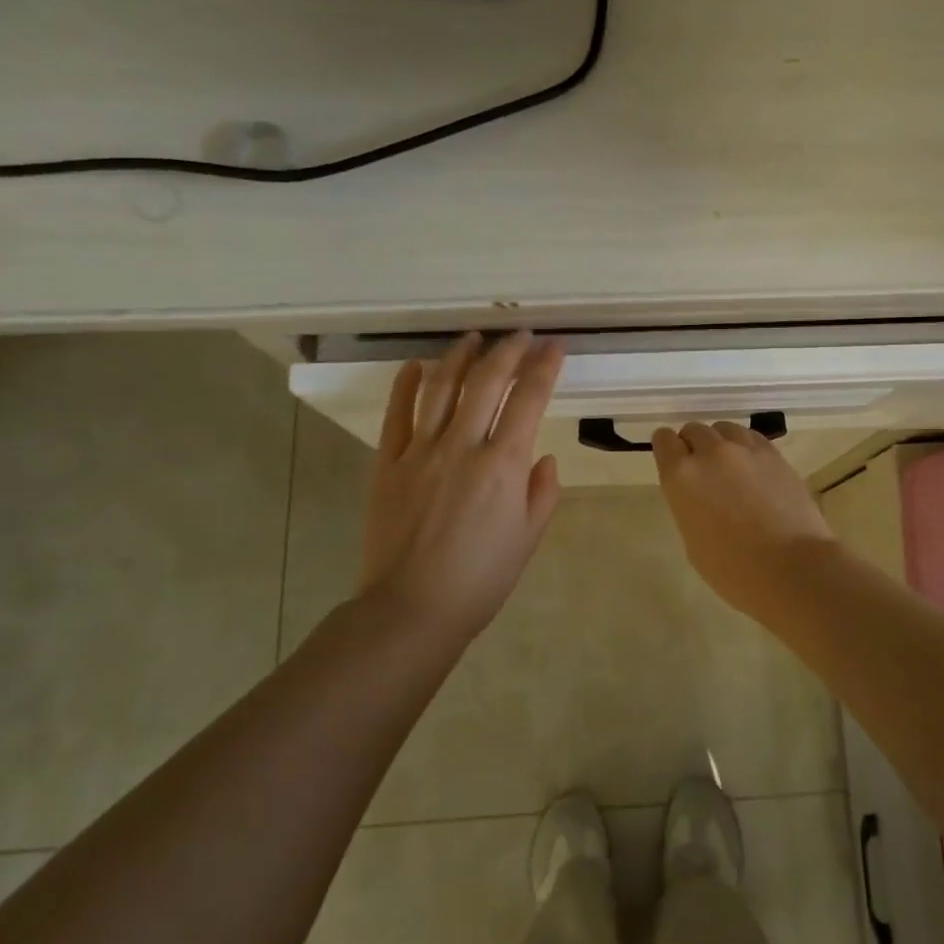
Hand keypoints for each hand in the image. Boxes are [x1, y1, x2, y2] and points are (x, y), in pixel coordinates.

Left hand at [357, 332, 564, 640]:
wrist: (412, 609)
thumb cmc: (480, 579)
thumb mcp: (528, 538)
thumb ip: (542, 492)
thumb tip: (541, 458)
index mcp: (503, 464)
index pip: (529, 399)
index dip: (545, 366)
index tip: (555, 346)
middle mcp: (463, 446)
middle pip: (487, 381)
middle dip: (508, 350)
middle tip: (520, 335)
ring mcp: (420, 451)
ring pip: (441, 387)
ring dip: (460, 356)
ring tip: (473, 337)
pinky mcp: (388, 463)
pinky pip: (397, 414)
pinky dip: (406, 385)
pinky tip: (416, 366)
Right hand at [651, 420, 839, 616]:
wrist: (792, 568)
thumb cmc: (733, 569)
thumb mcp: (693, 540)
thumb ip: (689, 504)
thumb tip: (699, 494)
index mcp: (681, 476)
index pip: (663, 441)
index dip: (667, 448)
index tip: (672, 459)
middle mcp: (710, 453)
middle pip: (694, 430)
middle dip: (693, 445)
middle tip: (702, 468)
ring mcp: (745, 449)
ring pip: (724, 429)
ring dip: (720, 442)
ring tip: (729, 465)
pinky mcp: (774, 454)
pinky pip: (751, 437)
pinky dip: (745, 446)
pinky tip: (752, 467)